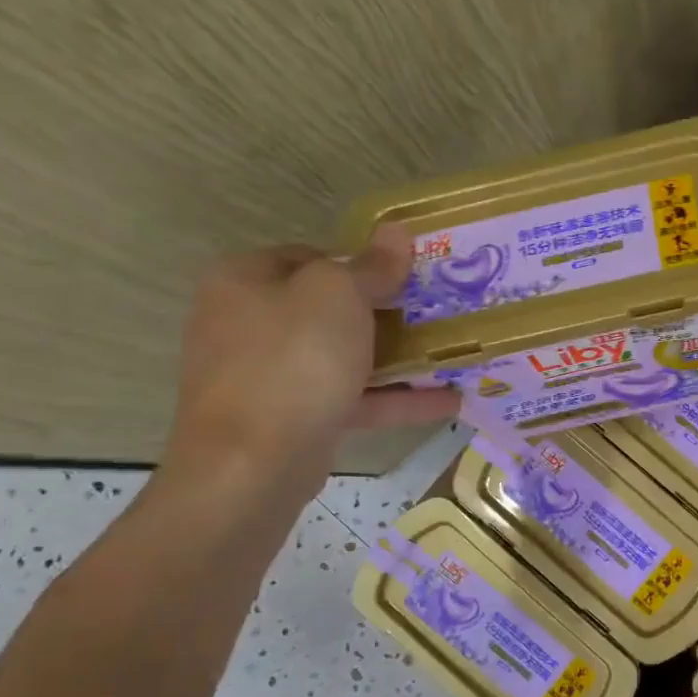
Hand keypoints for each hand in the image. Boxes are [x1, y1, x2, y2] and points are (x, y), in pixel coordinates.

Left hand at [162, 227, 459, 498]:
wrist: (252, 465)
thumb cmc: (292, 362)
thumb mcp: (338, 297)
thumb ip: (371, 266)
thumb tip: (396, 231)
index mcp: (246, 280)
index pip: (313, 257)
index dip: (363, 263)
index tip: (409, 277)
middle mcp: (250, 324)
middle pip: (330, 310)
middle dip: (387, 315)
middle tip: (437, 315)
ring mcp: (270, 377)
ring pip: (344, 359)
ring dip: (398, 361)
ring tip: (451, 357)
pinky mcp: (294, 421)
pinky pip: (352, 400)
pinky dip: (396, 401)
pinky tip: (449, 402)